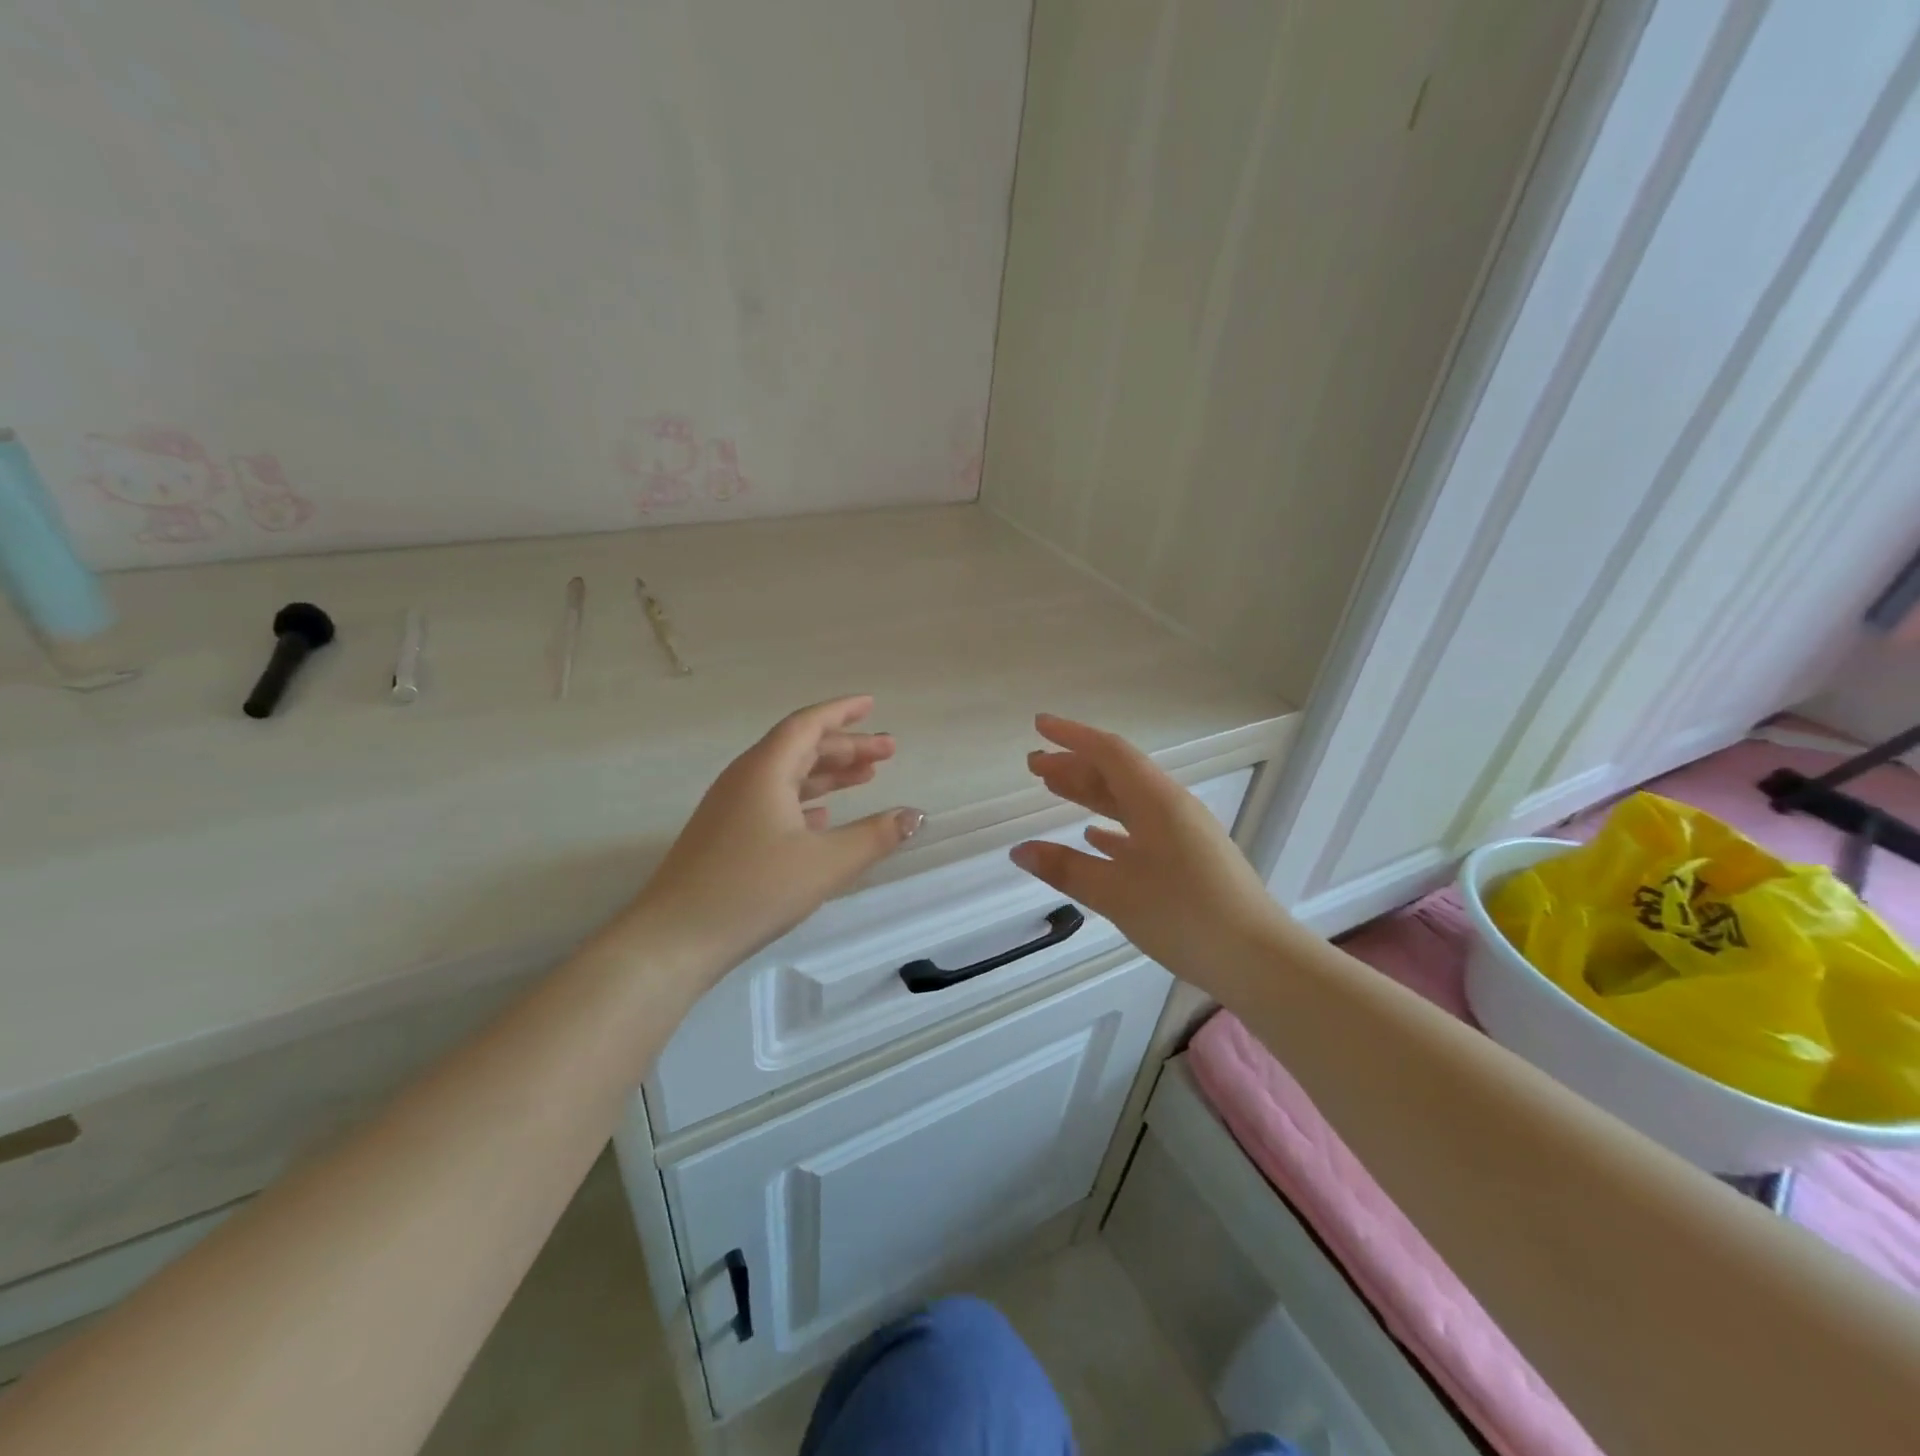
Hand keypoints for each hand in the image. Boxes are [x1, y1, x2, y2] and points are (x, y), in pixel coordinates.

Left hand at [622, 697, 923, 975]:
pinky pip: (773, 802)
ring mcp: (731, 808)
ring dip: (828, 774)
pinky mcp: (726, 836)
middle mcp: (745, 779)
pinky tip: (823, 818)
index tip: (872, 705)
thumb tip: (915, 815)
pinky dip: (805, 801)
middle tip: (888, 752)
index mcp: (765, 771)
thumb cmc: (754, 890)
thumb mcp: (826, 863)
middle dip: (846, 747)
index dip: (842, 712)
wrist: (675, 938)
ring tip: (866, 778)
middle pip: (801, 749)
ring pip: (788, 777)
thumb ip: (875, 836)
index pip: (807, 725)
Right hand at [1010, 714, 1286, 994]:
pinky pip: (1142, 829)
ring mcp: (1183, 833)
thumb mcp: (1115, 893)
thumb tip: (1019, 851)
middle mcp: (1171, 807)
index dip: (1072, 736)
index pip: (1109, 753)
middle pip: (1117, 774)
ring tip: (1054, 789)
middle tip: (1035, 765)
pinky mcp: (1189, 859)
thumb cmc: (1183, 915)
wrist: (1257, 958)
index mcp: (1156, 801)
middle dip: (1074, 765)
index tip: (1039, 725)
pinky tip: (1094, 837)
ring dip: (1091, 793)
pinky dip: (1112, 827)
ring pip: (1128, 801)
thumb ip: (1065, 868)